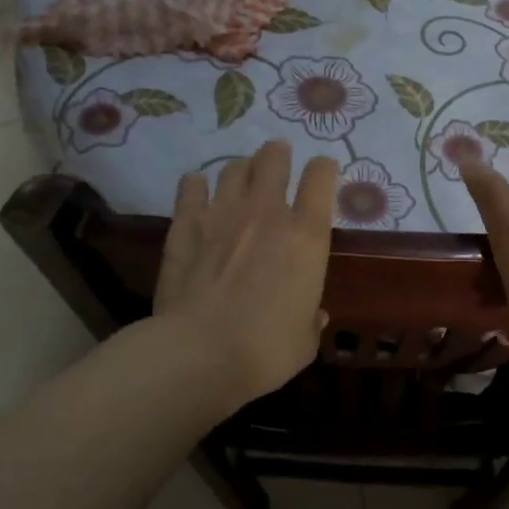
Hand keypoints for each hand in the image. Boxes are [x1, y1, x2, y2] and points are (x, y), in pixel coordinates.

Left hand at [154, 140, 338, 405]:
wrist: (200, 353)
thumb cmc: (266, 349)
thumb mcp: (305, 341)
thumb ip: (311, 320)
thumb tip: (314, 315)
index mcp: (306, 236)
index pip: (321, 179)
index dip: (323, 168)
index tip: (323, 171)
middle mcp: (267, 214)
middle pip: (273, 160)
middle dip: (278, 154)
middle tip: (277, 158)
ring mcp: (222, 215)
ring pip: (233, 169)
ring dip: (241, 168)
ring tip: (242, 175)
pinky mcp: (185, 227)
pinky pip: (190, 190)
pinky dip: (196, 186)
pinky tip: (196, 187)